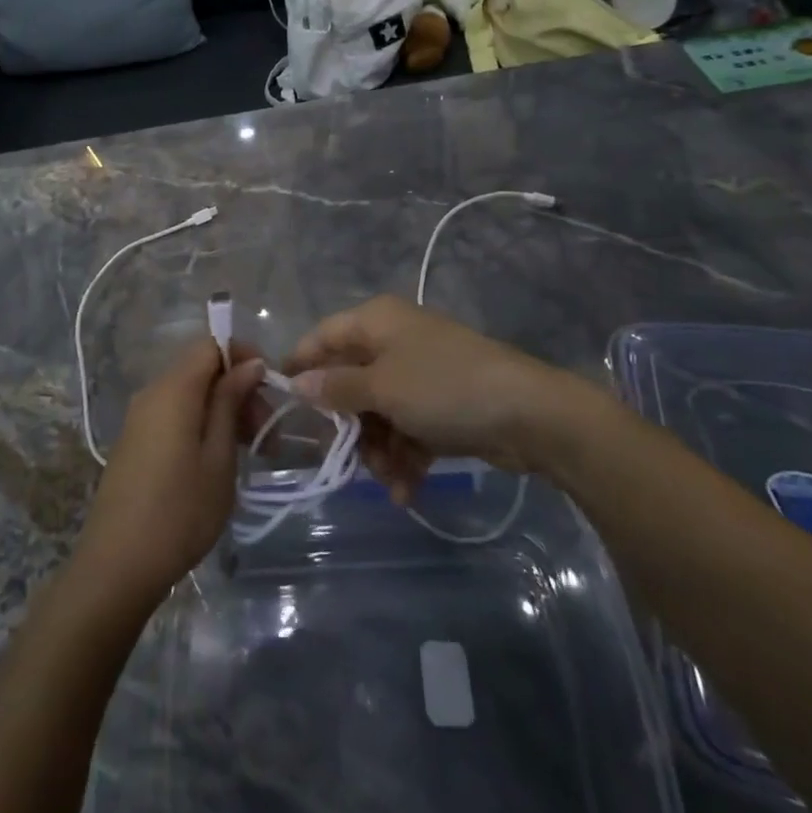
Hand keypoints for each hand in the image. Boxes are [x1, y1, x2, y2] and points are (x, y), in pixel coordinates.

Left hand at [73, 340, 265, 605]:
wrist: (116, 566)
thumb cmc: (179, 512)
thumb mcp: (218, 457)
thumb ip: (230, 402)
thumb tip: (248, 364)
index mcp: (174, 388)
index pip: (211, 343)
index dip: (244, 355)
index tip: (270, 388)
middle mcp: (152, 391)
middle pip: (201, 368)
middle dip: (238, 388)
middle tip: (266, 432)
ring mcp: (139, 416)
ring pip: (189, 392)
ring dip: (222, 408)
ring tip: (250, 449)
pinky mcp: (135, 439)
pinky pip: (174, 412)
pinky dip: (201, 422)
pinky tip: (218, 459)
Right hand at [285, 295, 604, 499]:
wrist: (529, 414)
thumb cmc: (444, 387)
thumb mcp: (383, 387)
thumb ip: (337, 387)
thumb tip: (297, 383)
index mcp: (376, 322)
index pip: (322, 337)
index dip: (300, 366)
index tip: (282, 404)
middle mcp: (394, 340)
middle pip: (350, 381)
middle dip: (348, 425)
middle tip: (344, 458)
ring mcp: (419, 373)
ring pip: (378, 411)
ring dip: (377, 449)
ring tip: (389, 480)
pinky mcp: (441, 404)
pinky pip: (406, 428)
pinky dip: (404, 457)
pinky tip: (407, 491)